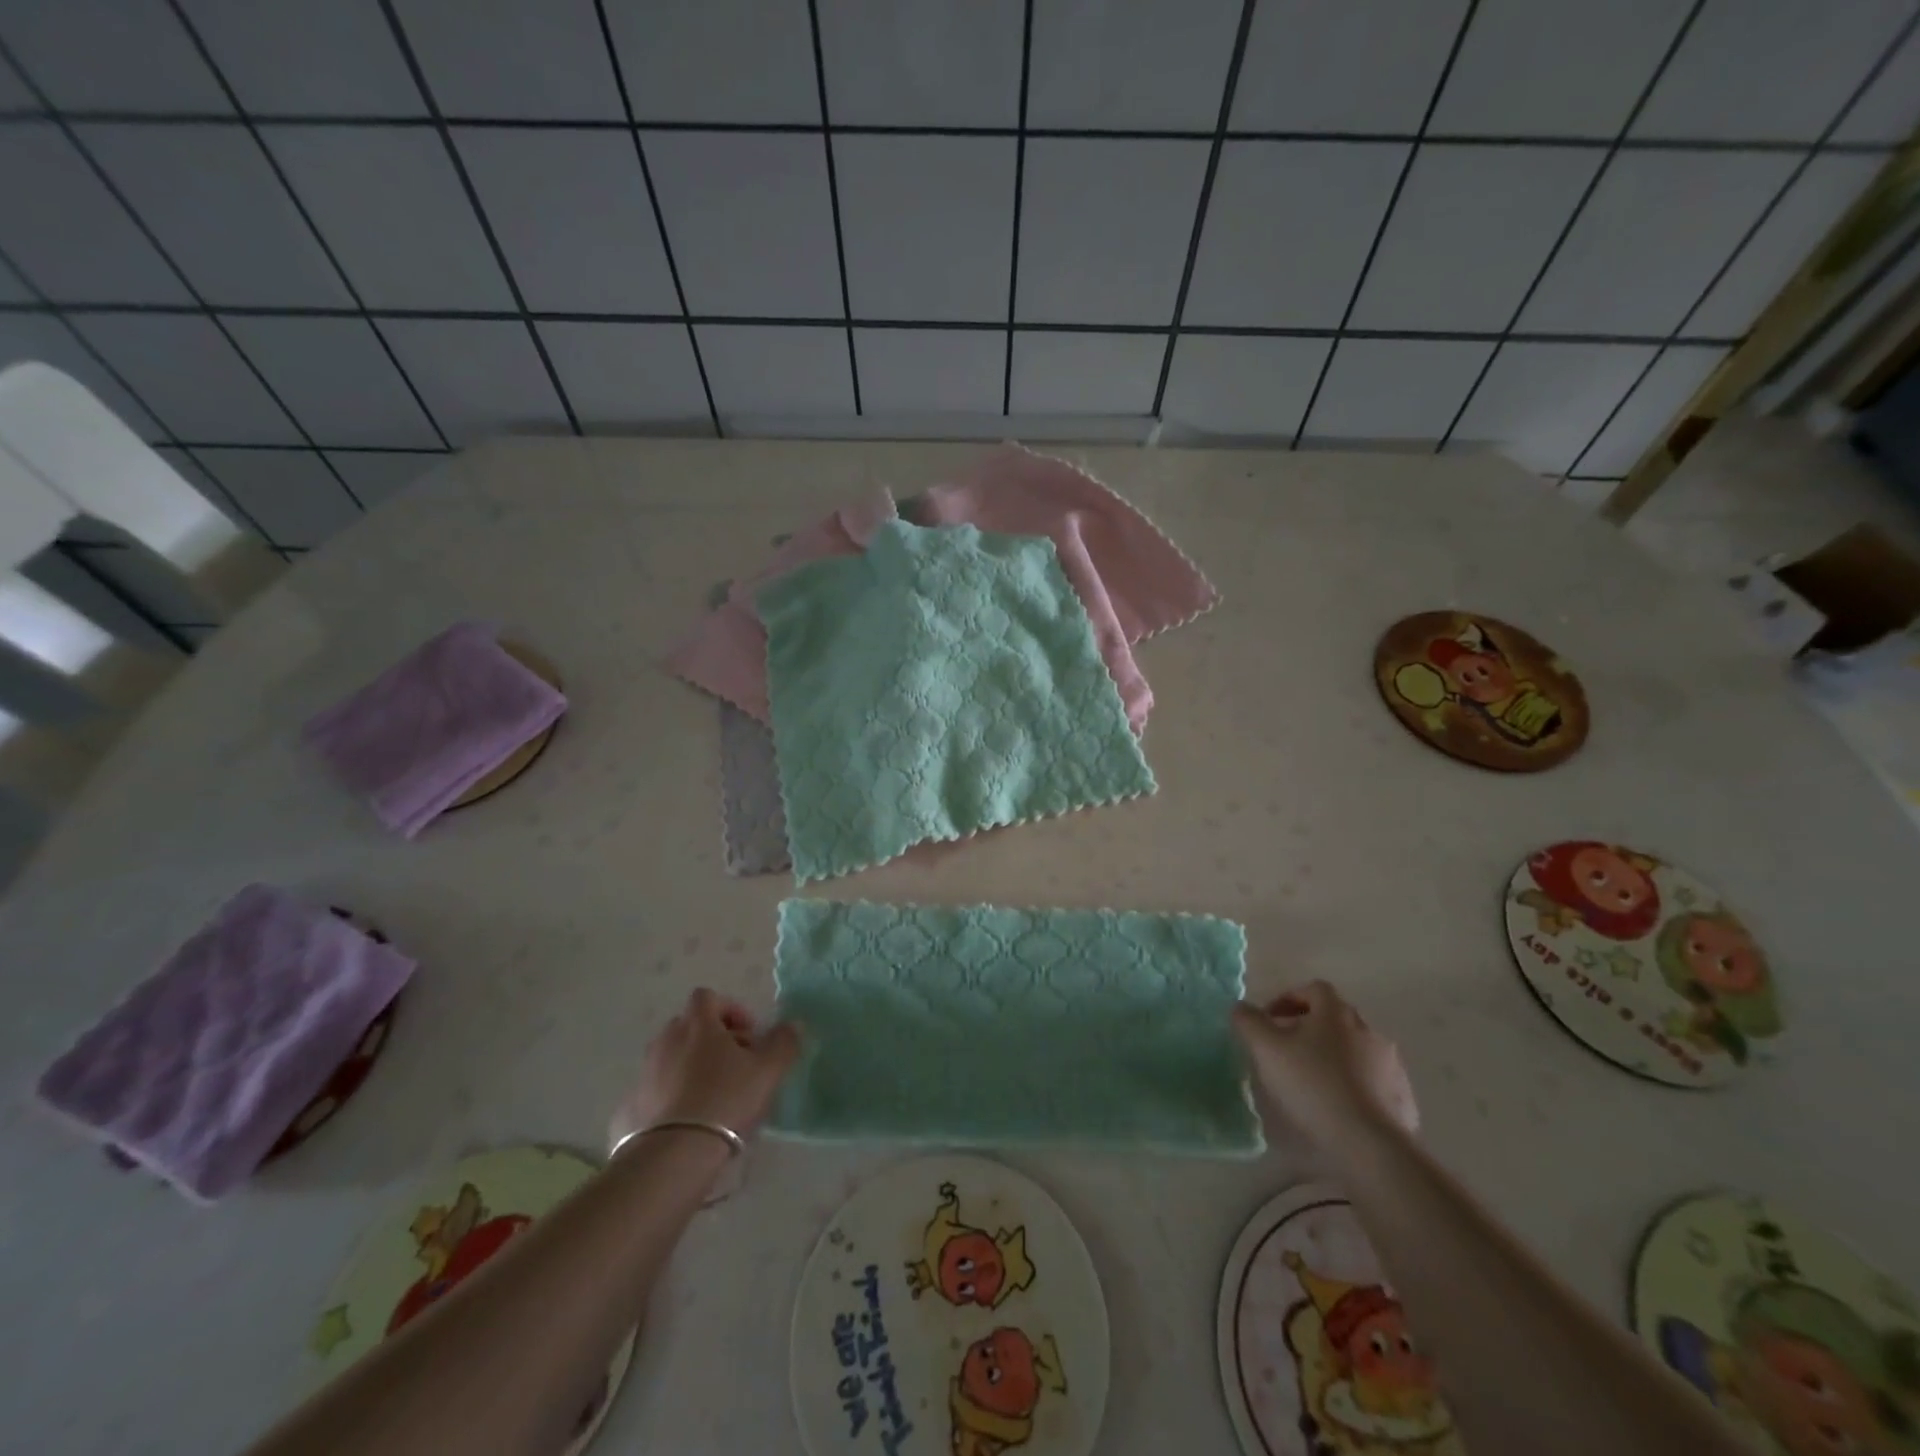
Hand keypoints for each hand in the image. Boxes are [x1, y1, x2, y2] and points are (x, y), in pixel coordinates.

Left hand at [609, 988, 802, 1149]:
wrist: (672, 1154)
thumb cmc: (725, 1099)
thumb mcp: (767, 1070)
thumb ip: (783, 1042)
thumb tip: (793, 1024)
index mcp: (697, 1024)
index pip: (707, 997)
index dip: (730, 1009)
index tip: (748, 1034)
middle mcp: (666, 1040)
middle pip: (689, 1026)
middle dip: (712, 1038)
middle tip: (735, 1065)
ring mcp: (645, 1072)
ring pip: (671, 1057)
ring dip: (691, 1066)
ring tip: (712, 1096)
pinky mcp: (630, 1104)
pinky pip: (656, 1088)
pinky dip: (671, 1095)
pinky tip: (688, 1120)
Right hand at [1232, 980, 1418, 1156]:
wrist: (1371, 1144)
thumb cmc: (1313, 1085)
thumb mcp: (1266, 1049)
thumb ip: (1249, 1021)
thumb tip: (1242, 1007)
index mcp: (1336, 1013)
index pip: (1314, 989)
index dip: (1289, 998)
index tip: (1270, 1019)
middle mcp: (1368, 1030)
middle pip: (1335, 1018)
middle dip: (1309, 1028)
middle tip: (1286, 1049)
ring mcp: (1390, 1064)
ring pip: (1354, 1049)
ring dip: (1332, 1056)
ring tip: (1311, 1081)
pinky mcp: (1402, 1097)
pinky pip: (1372, 1080)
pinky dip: (1353, 1084)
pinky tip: (1337, 1107)